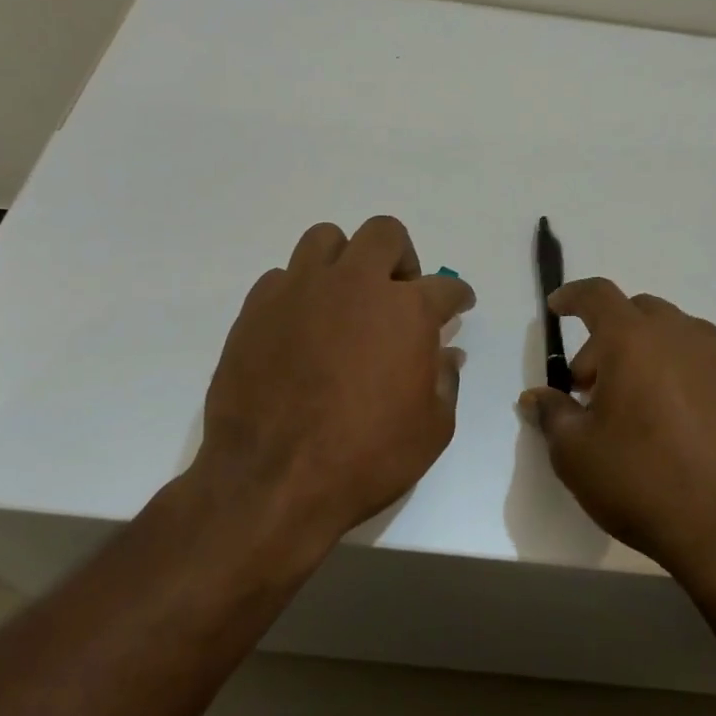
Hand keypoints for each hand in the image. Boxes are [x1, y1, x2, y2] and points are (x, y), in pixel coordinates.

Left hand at [197, 216, 473, 550]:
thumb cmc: (366, 458)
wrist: (272, 481)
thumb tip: (445, 353)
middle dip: (401, 257)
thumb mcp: (431, 430)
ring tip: (346, 298)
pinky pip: (283, 277)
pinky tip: (302, 327)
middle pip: (384, 234)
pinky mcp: (257, 308)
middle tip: (399, 293)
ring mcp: (301, 291)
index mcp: (407, 310)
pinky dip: (301, 292)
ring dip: (345, 260)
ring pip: (326, 239)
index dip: (458, 296)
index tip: (458, 305)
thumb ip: (444, 380)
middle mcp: (355, 285)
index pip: (446, 287)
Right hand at [519, 279, 715, 576]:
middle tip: (588, 385)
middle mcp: (680, 335)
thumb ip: (552, 414)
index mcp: (634, 339)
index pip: (597, 295)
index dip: (572, 296)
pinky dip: (672, 369)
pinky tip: (665, 418)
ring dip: (641, 351)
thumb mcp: (576, 453)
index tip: (556, 307)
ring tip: (628, 402)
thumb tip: (536, 398)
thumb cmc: (642, 480)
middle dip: (604, 337)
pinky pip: (696, 360)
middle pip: (635, 312)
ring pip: (670, 334)